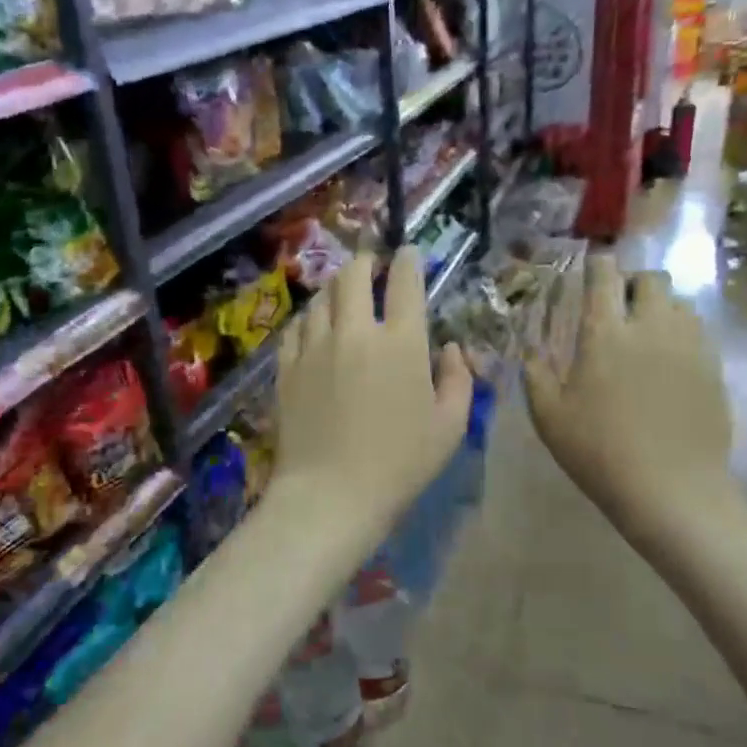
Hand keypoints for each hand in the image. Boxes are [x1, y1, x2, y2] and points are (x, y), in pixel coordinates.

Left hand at [272, 247, 472, 537]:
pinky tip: (315, 327)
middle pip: (354, 275)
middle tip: (371, 265)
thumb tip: (452, 348)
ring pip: (322, 297)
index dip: (408, 259)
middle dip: (365, 261)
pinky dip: (310, 319)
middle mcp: (356, 332)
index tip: (408, 252)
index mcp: (402, 343)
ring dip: (336, 288)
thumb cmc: (400, 464)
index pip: (405, 282)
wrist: (331, 494)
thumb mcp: (450, 426)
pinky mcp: (287, 367)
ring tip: (343, 295)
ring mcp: (315, 347)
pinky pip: (296, 327)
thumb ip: (459, 379)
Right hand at [525, 255, 734, 535]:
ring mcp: (689, 346)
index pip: (604, 275)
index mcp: (605, 333)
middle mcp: (651, 327)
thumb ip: (535, 375)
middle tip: (617, 307)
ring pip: (679, 303)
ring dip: (659, 307)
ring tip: (644, 334)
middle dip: (632, 283)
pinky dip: (680, 334)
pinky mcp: (713, 368)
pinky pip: (697, 332)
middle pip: (651, 279)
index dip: (596, 266)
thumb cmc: (599, 452)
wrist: (672, 491)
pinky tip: (667, 363)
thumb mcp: (549, 417)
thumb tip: (530, 351)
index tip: (589, 272)